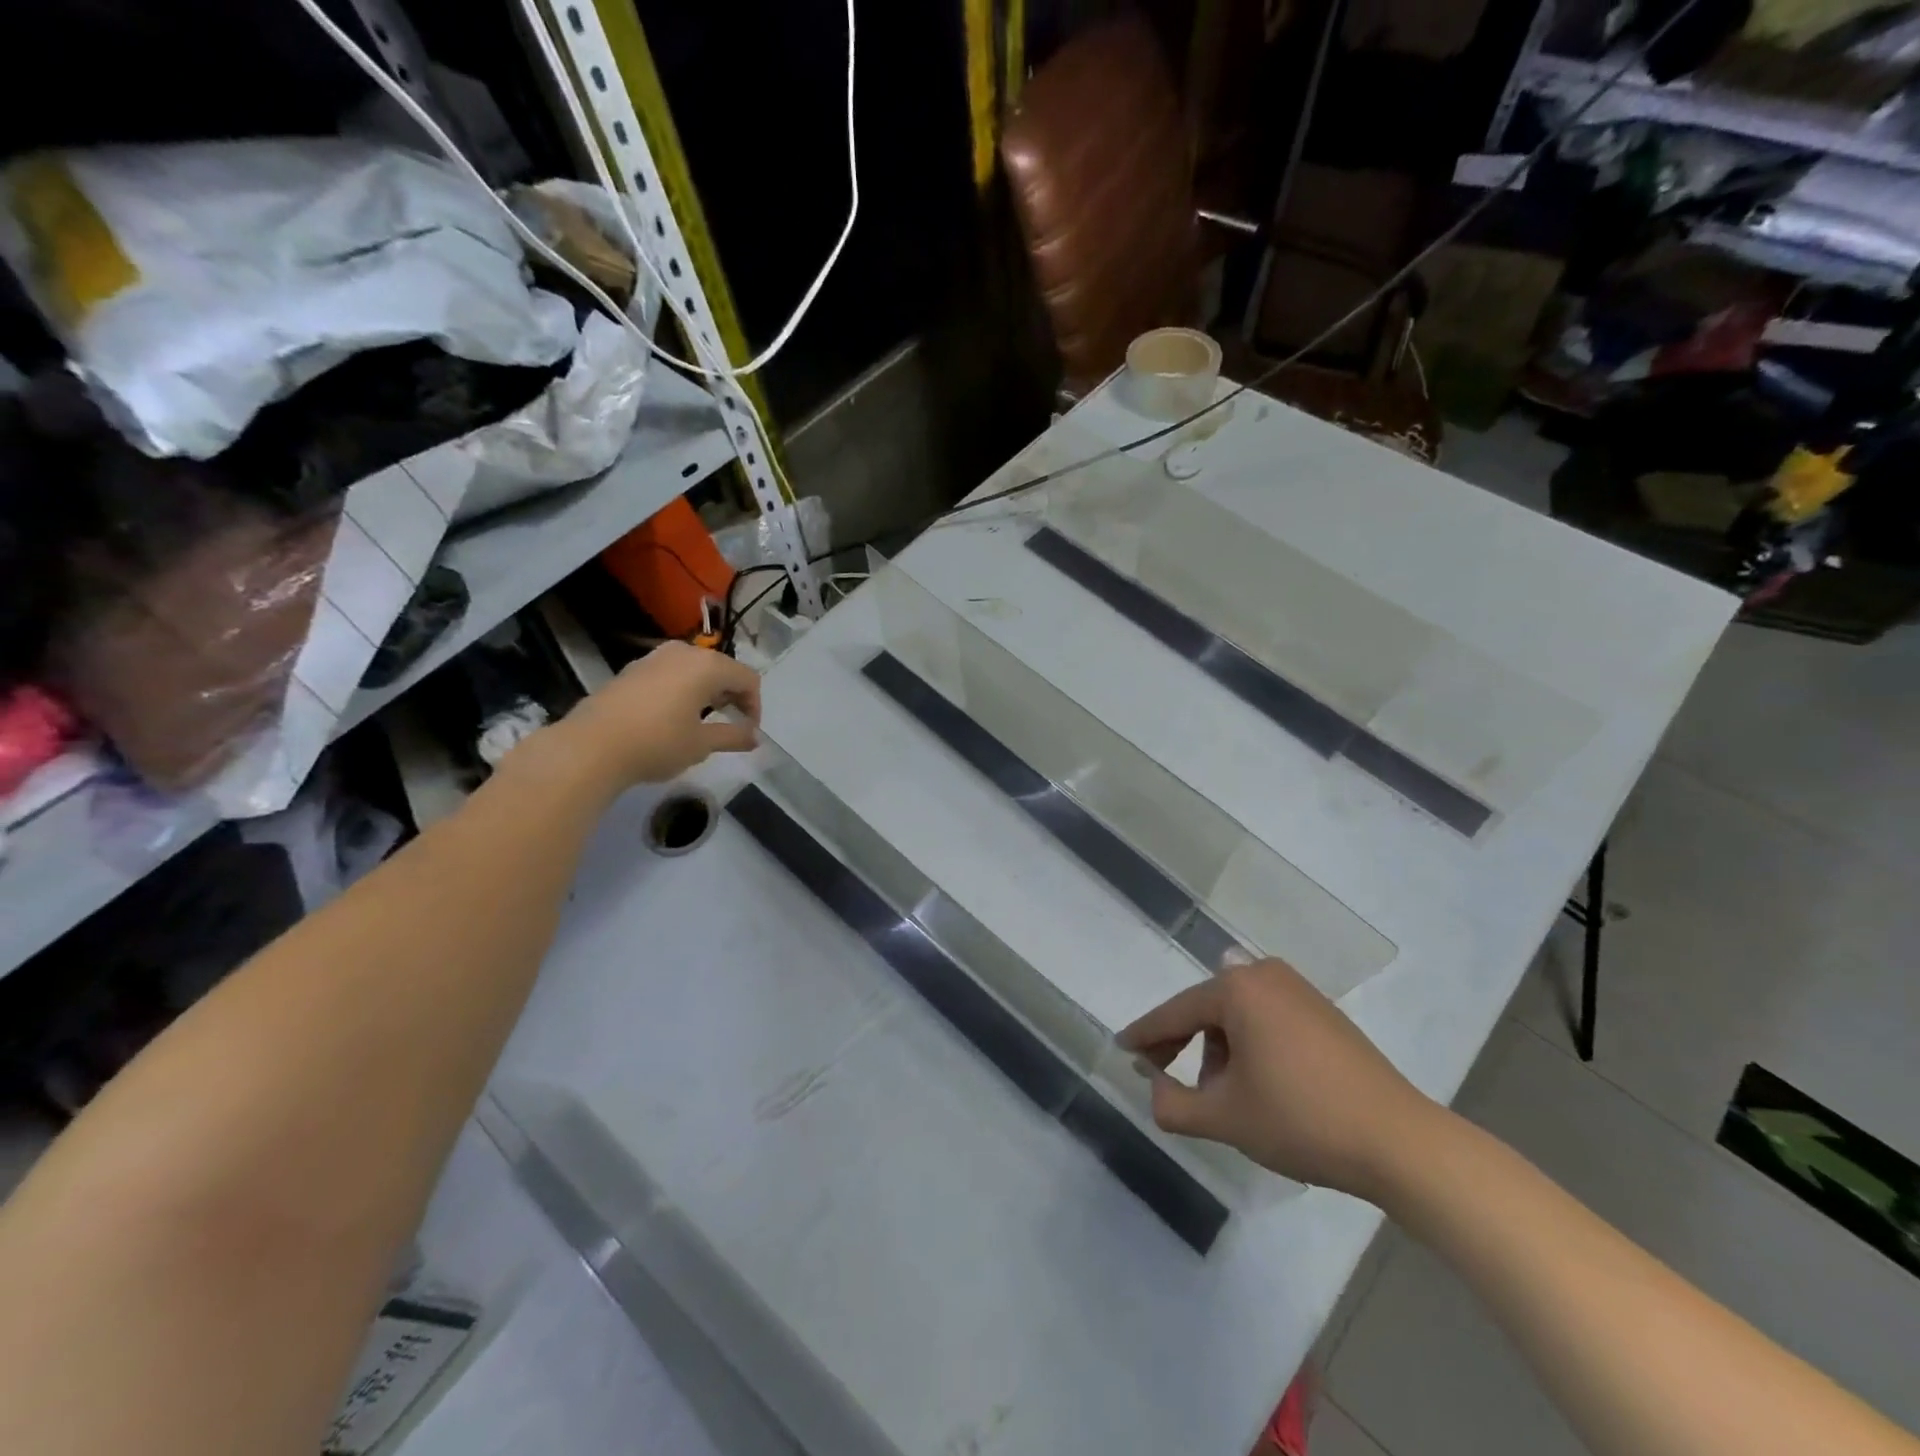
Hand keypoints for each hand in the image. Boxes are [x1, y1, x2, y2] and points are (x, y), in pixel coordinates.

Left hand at [554, 642, 761, 788]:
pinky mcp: (632, 669)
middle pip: (722, 669)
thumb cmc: (657, 743)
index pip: (747, 678)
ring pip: (695, 669)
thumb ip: (733, 736)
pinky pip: (671, 673)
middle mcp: (683, 652)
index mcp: (707, 666)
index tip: (749, 731)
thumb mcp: (701, 744)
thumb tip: (755, 737)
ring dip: (707, 692)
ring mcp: (654, 657)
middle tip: (730, 724)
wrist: (590, 747)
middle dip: (732, 695)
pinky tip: (672, 716)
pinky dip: (682, 690)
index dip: (754, 705)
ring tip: (702, 721)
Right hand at [1118, 958, 1446, 1202]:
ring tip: (1222, 1096)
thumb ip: (1171, 1103)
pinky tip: (1257, 1083)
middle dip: (1183, 1045)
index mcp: (1236, 988)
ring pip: (1236, 1016)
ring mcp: (1298, 989)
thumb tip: (1153, 1083)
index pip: (1175, 1013)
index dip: (1144, 1034)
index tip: (1121, 1047)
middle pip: (1205, 1010)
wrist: (1399, 1142)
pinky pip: (1265, 1019)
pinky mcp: (1322, 1011)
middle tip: (1163, 1077)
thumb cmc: (1301, 1120)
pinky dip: (1249, 1045)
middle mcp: (1264, 974)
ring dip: (1218, 1051)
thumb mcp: (1224, 1118)